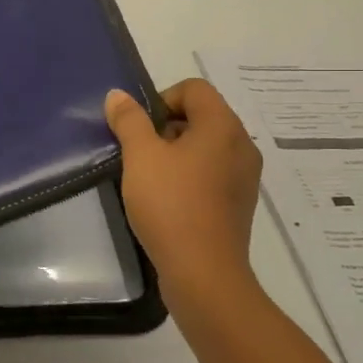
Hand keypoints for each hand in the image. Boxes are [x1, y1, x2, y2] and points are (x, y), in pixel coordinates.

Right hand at [105, 81, 265, 331]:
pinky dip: (189, 177)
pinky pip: (212, 173)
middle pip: (201, 116)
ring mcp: (244, 177)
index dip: (161, 99)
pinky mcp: (238, 203)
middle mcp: (241, 145)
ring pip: (206, 147)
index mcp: (222, 126)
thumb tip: (118, 95)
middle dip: (165, 127)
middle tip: (139, 154)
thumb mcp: (140, 157)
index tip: (139, 129)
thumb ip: (128, 121)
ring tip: (149, 179)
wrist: (203, 273)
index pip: (194, 88)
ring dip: (175, 153)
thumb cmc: (171, 205)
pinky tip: (167, 201)